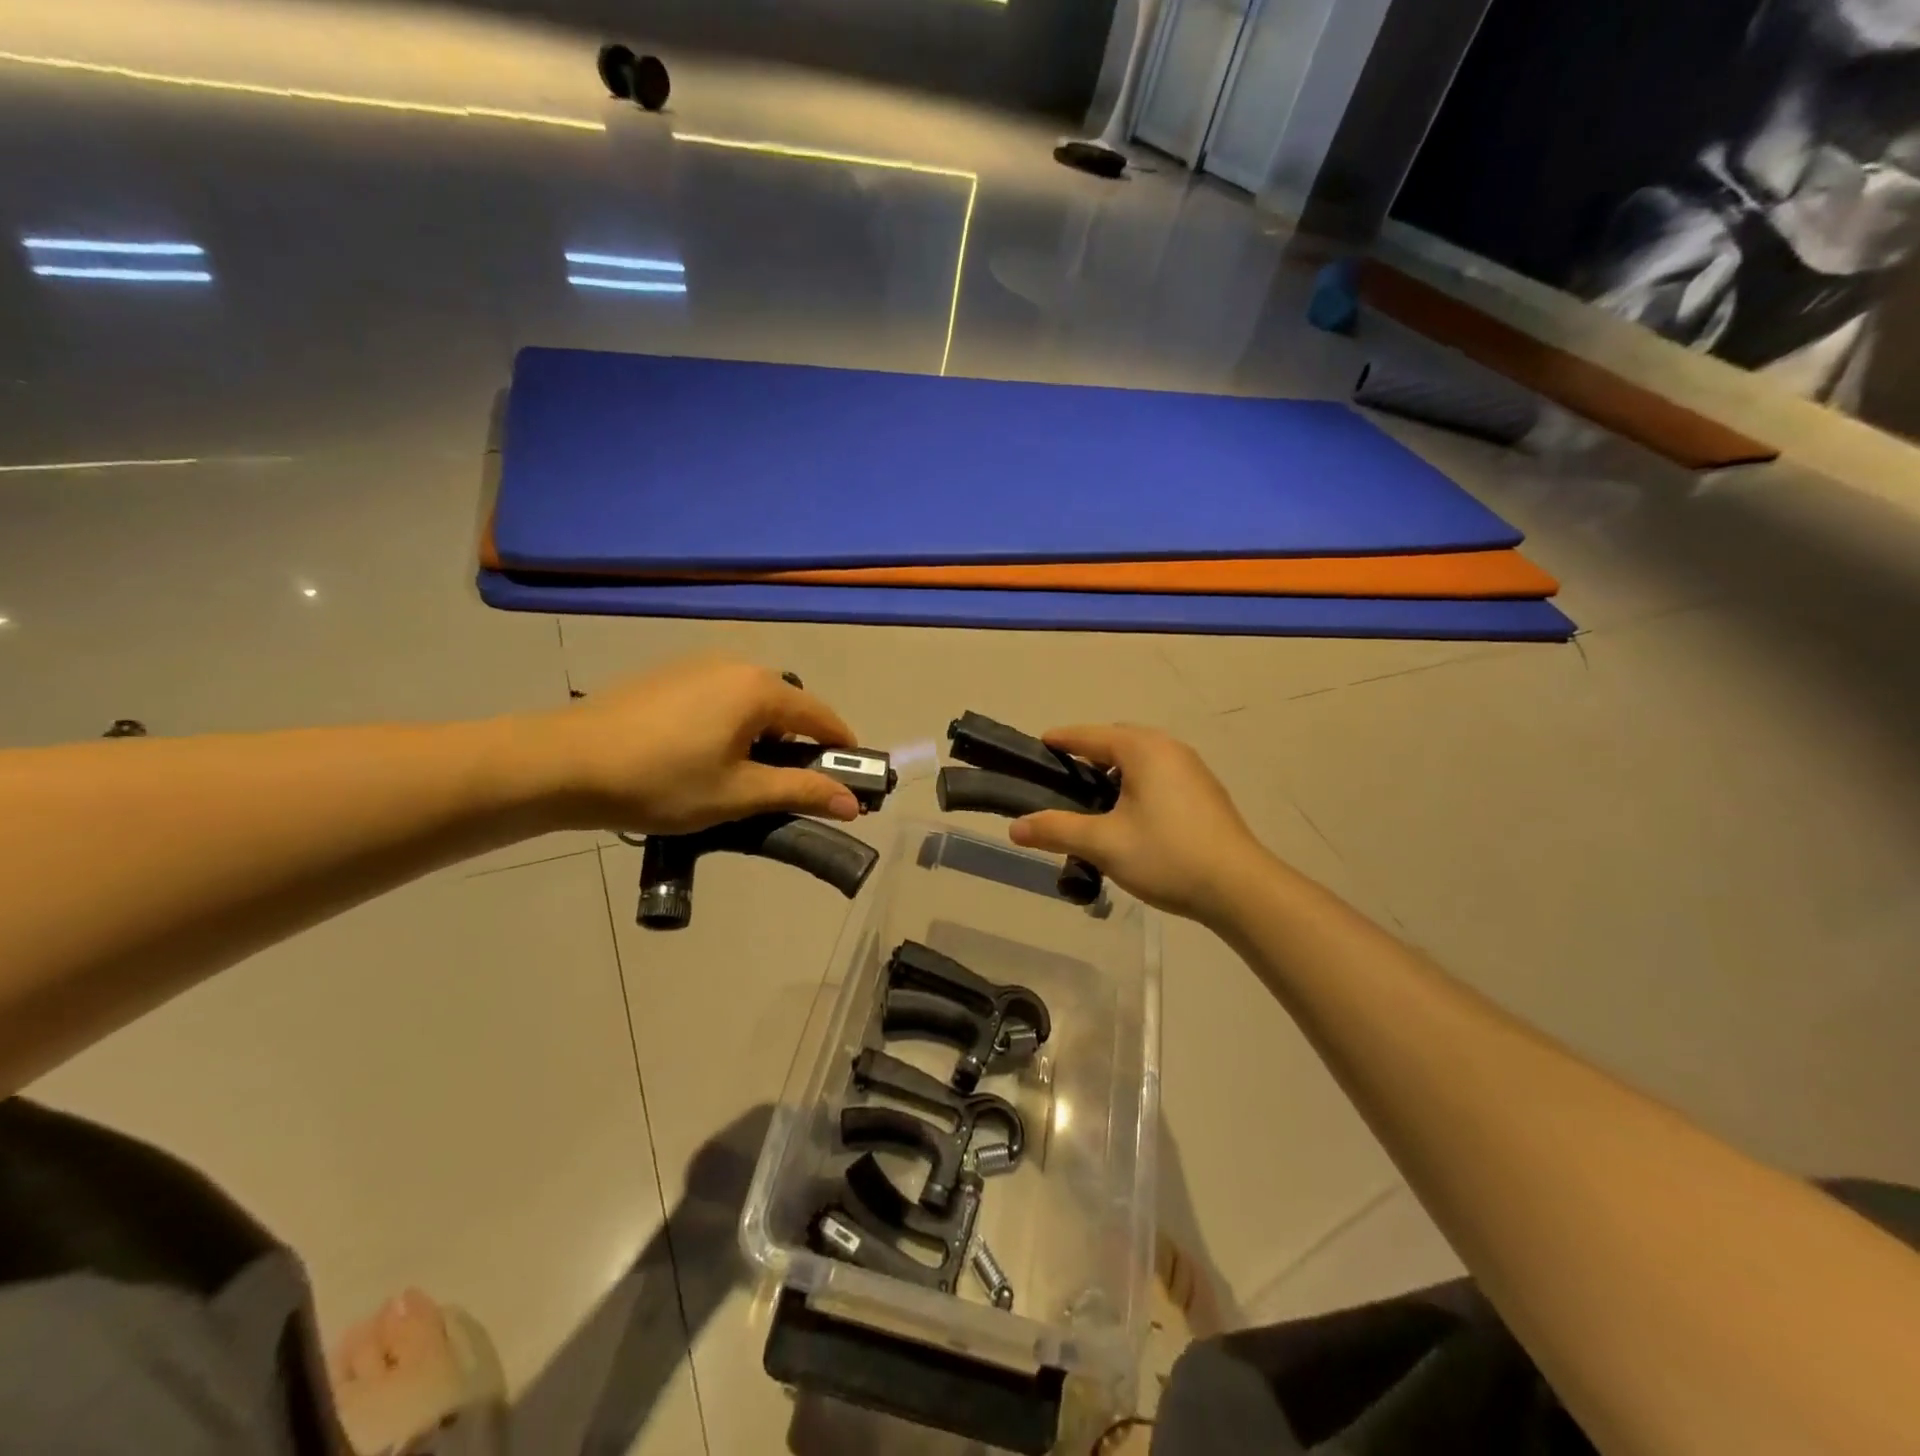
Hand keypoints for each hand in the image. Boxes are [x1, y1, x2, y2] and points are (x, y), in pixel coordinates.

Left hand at [540, 658, 861, 832]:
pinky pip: (722, 697)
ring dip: (764, 735)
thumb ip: (800, 792)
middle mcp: (736, 665)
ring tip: (745, 777)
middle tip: (793, 788)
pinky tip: (708, 756)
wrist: (565, 763)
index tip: (851, 781)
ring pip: (753, 702)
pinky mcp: (670, 675)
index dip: (841, 749)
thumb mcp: (738, 794)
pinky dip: (733, 724)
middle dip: (800, 745)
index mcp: (760, 690)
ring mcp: (698, 665)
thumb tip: (853, 803)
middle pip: (788, 705)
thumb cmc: (662, 781)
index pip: (822, 717)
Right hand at [1008, 725, 1266, 923]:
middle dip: (1088, 756)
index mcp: (1143, 749)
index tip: (1038, 746)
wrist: (1239, 889)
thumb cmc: (1167, 855)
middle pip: (1117, 742)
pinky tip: (1129, 818)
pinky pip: (1159, 776)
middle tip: (1061, 781)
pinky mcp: (1204, 794)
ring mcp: (1192, 770)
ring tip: (1091, 804)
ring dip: (1114, 775)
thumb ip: (1056, 830)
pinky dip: (1136, 786)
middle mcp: (1170, 749)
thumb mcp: (1103, 843)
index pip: (1090, 735)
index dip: (1061, 739)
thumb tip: (1014, 827)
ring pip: (1140, 761)